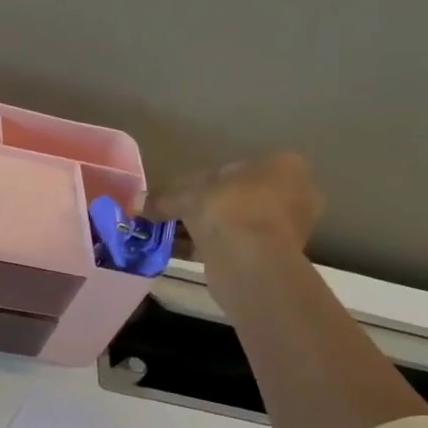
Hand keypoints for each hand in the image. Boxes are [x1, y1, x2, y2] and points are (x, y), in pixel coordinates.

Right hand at [147, 153, 322, 265]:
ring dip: (199, 230)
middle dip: (197, 209)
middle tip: (167, 219)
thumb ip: (162, 198)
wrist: (252, 262)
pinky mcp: (273, 256)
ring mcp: (286, 228)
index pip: (227, 171)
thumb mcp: (188, 197)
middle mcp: (293, 192)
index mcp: (282, 165)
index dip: (192, 184)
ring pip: (231, 224)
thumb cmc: (229, 211)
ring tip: (167, 239)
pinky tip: (180, 253)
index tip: (168, 198)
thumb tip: (134, 202)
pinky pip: (233, 245)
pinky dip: (208, 247)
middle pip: (230, 197)